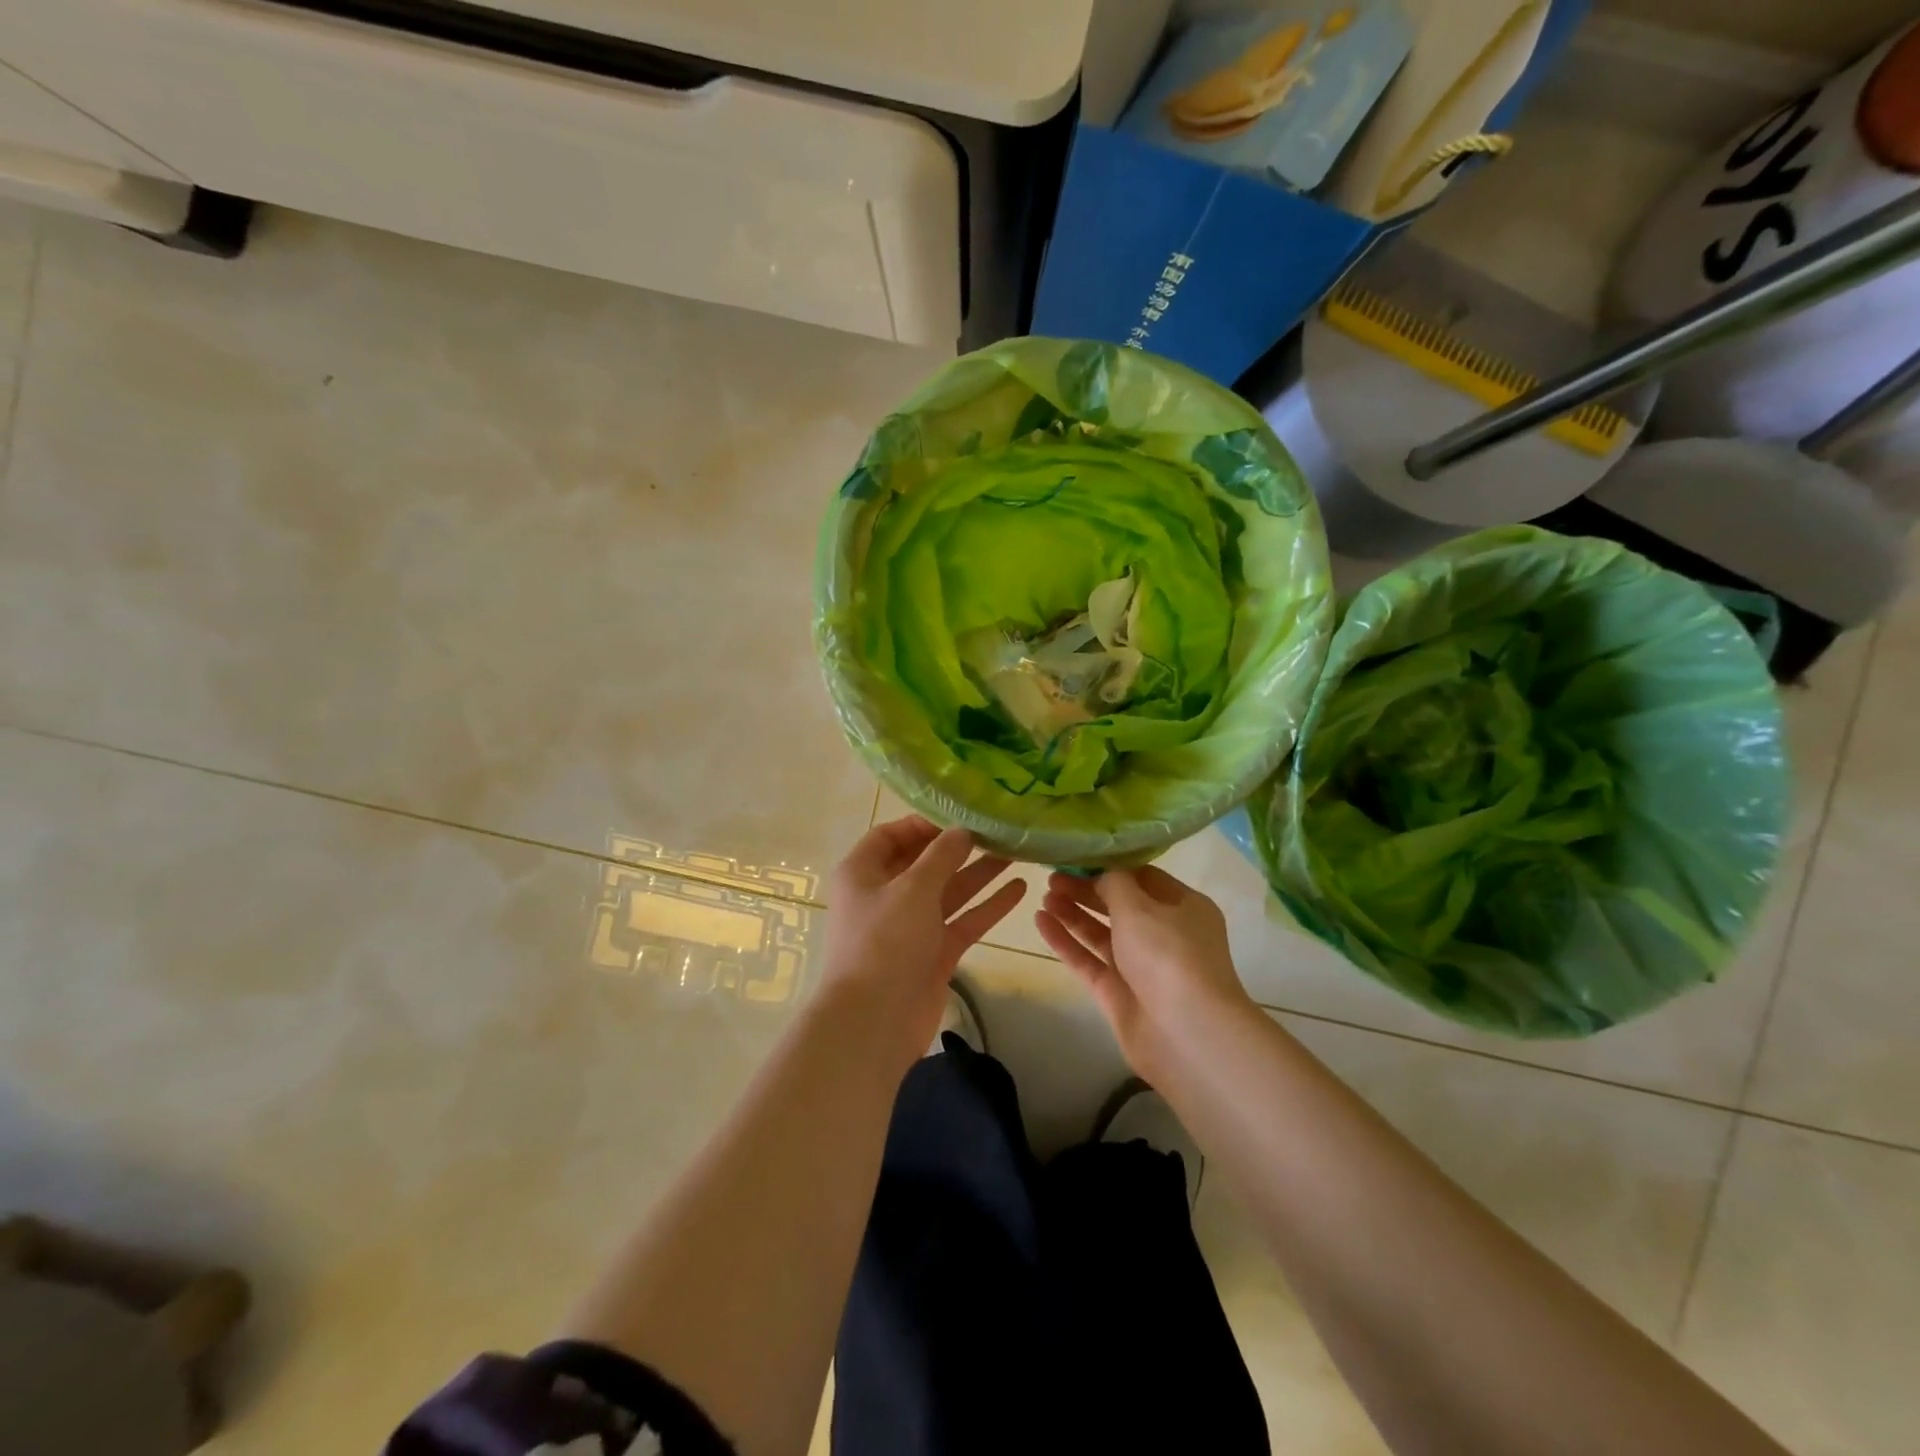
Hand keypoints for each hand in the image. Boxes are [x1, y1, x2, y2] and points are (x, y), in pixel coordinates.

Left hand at [818, 817, 1025, 1073]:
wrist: (873, 1022)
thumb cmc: (884, 942)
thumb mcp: (912, 888)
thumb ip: (941, 856)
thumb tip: (962, 831)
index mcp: (863, 873)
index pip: (891, 835)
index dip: (923, 824)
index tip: (960, 816)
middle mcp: (885, 895)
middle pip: (925, 862)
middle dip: (959, 847)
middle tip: (998, 831)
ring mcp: (911, 926)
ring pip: (949, 891)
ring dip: (979, 873)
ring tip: (1016, 852)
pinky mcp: (933, 952)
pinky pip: (963, 920)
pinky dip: (988, 906)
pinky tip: (1019, 890)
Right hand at [1036, 866, 1257, 1082]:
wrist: (1186, 1033)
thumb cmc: (1168, 955)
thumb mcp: (1139, 906)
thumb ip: (1114, 883)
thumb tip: (1102, 874)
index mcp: (1183, 907)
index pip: (1144, 877)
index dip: (1111, 866)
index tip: (1078, 855)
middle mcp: (1165, 934)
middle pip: (1120, 905)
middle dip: (1086, 890)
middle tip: (1052, 876)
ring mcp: (1141, 966)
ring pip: (1102, 933)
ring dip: (1073, 913)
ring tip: (1043, 895)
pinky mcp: (1119, 993)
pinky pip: (1088, 960)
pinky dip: (1066, 941)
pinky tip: (1040, 921)